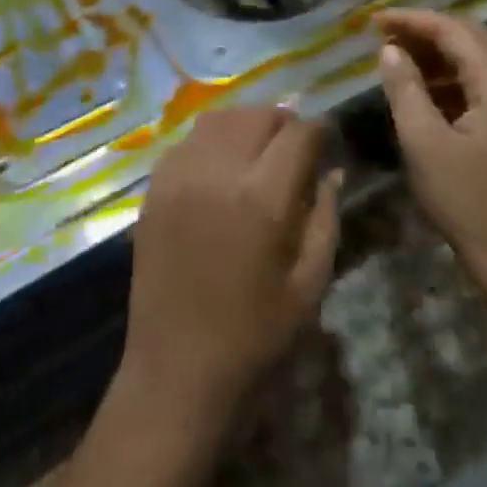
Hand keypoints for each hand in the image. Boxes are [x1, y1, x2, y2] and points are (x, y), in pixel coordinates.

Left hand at [119, 108, 341, 428]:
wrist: (176, 370)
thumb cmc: (254, 336)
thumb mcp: (309, 285)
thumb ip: (325, 218)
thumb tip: (333, 172)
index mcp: (262, 198)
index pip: (298, 134)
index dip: (320, 131)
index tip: (328, 143)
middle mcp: (217, 173)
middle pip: (256, 116)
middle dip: (283, 123)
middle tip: (296, 147)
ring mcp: (178, 177)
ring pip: (218, 120)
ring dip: (246, 125)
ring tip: (258, 151)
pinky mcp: (153, 190)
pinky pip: (186, 142)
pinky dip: (211, 142)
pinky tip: (220, 169)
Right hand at [376, 9, 486, 285]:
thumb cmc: (469, 201)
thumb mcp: (425, 143)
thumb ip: (406, 89)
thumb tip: (390, 51)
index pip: (455, 31)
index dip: (413, 20)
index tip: (374, 21)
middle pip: (470, 38)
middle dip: (425, 31)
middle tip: (383, 34)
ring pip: (475, 61)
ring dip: (436, 54)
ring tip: (395, 57)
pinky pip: (478, 85)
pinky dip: (447, 78)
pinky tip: (420, 90)